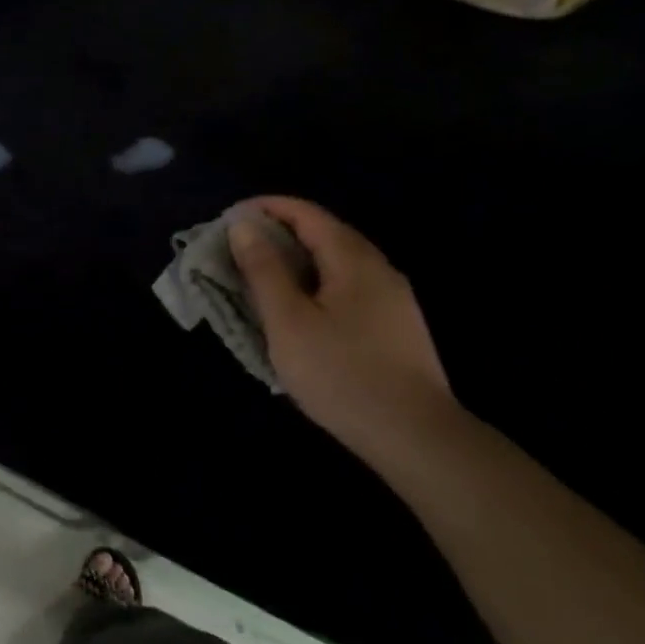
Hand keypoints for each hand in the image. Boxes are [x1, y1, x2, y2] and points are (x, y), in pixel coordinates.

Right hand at [228, 197, 451, 454]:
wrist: (414, 435)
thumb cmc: (341, 373)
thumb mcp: (288, 321)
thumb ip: (264, 270)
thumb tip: (244, 225)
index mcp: (353, 259)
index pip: (307, 214)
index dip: (267, 208)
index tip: (230, 218)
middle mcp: (379, 268)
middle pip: (325, 234)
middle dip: (279, 234)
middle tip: (238, 251)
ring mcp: (392, 299)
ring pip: (337, 264)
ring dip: (297, 262)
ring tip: (261, 279)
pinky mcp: (395, 327)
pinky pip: (347, 288)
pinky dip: (314, 285)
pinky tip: (299, 312)